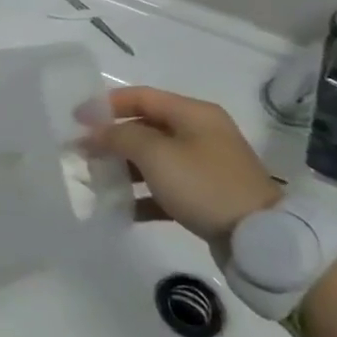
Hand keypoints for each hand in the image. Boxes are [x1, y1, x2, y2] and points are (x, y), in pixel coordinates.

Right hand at [81, 87, 280, 242]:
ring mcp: (204, 166)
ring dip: (123, 168)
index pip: (141, 97)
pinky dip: (142, 196)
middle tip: (81, 153)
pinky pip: (164, 188)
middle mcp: (200, 134)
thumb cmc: (204, 184)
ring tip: (96, 181)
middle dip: (111, 139)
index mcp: (193, 114)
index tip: (75, 119)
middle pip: (145, 128)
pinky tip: (121, 209)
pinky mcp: (205, 196)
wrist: (261, 239)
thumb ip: (119, 137)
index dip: (106, 104)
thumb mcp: (156, 154)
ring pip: (152, 159)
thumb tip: (94, 133)